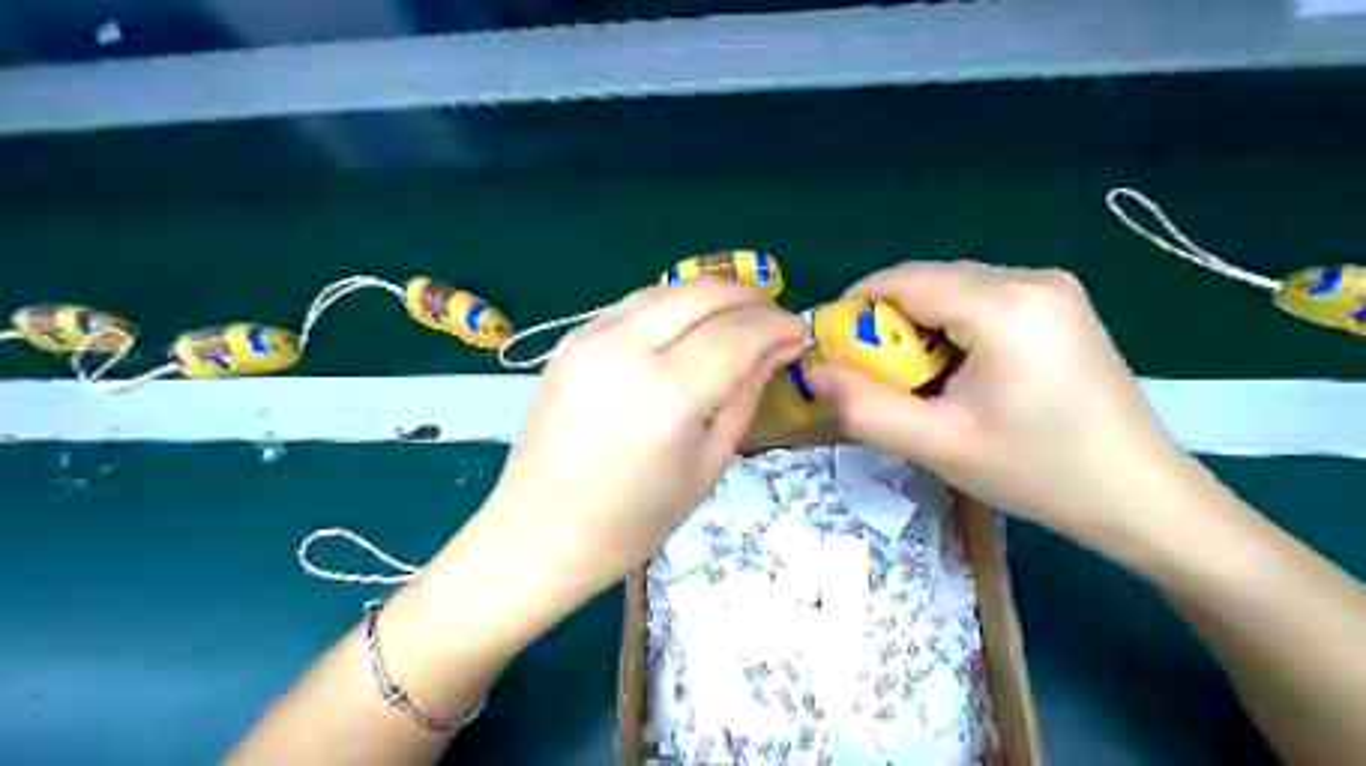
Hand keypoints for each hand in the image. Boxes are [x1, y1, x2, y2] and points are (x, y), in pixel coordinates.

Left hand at [476, 278, 801, 601]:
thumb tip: (778, 348)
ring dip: (712, 296)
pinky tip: (687, 331)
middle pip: (703, 291)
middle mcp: (625, 350)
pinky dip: (673, 307)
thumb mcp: (708, 465)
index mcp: (666, 396)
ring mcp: (590, 337)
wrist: (539, 533)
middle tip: (773, 322)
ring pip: (668, 288)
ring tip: (736, 322)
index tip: (799, 334)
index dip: (778, 325)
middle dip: (750, 298)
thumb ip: (745, 395)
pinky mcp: (570, 340)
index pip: (738, 332)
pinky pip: (635, 304)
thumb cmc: (633, 521)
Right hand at [804, 262, 1192, 550]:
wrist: (1140, 497)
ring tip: (914, 380)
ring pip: (952, 289)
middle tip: (871, 375)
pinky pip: (980, 300)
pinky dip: (950, 328)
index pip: (903, 280)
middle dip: (886, 322)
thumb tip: (810, 372)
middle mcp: (1030, 277)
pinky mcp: (1058, 304)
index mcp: (1005, 305)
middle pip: (927, 280)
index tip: (830, 350)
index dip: (854, 308)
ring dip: (917, 326)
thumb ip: (864, 408)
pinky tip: (956, 372)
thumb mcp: (938, 445)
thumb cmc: (1038, 472)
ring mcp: (1051, 287)